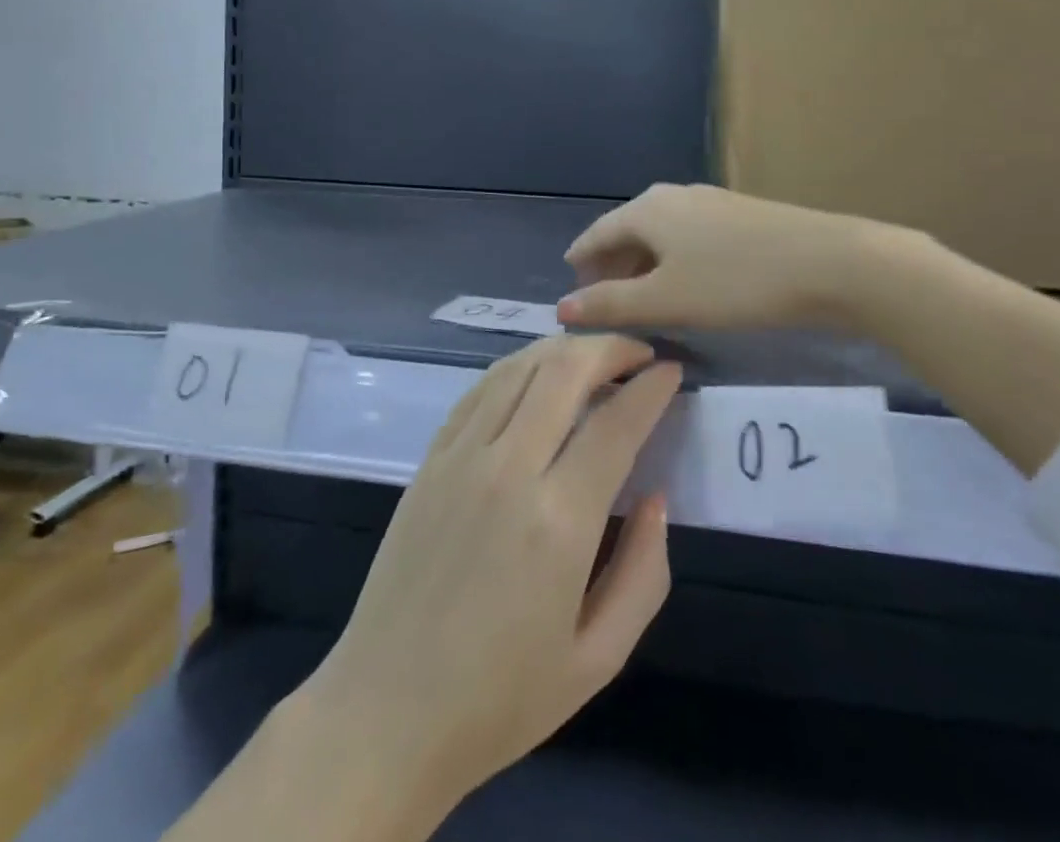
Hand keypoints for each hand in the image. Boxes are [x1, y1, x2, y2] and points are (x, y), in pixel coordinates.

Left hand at [296, 335, 681, 821]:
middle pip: (565, 371)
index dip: (651, 387)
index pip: (616, 423)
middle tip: (639, 353)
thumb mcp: (598, 658)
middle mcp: (508, 469)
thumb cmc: (501, 699)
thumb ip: (643, 571)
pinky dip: (517, 367)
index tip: (672, 371)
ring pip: (519, 367)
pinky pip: (480, 390)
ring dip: (564, 348)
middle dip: (610, 348)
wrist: (387, 711)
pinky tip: (535, 374)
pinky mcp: (431, 458)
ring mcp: (461, 456)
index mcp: (559, 522)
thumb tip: (655, 495)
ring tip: (594, 355)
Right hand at [558, 182, 916, 332]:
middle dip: (611, 264)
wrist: (831, 263)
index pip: (597, 233)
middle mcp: (673, 196)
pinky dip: (673, 259)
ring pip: (661, 234)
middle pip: (628, 231)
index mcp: (647, 210)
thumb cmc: (736, 282)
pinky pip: (689, 236)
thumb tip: (561, 309)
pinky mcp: (740, 215)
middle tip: (602, 298)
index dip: (580, 261)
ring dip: (643, 264)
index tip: (571, 285)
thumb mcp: (666, 300)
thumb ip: (611, 304)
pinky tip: (686, 283)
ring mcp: (711, 202)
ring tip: (641, 296)